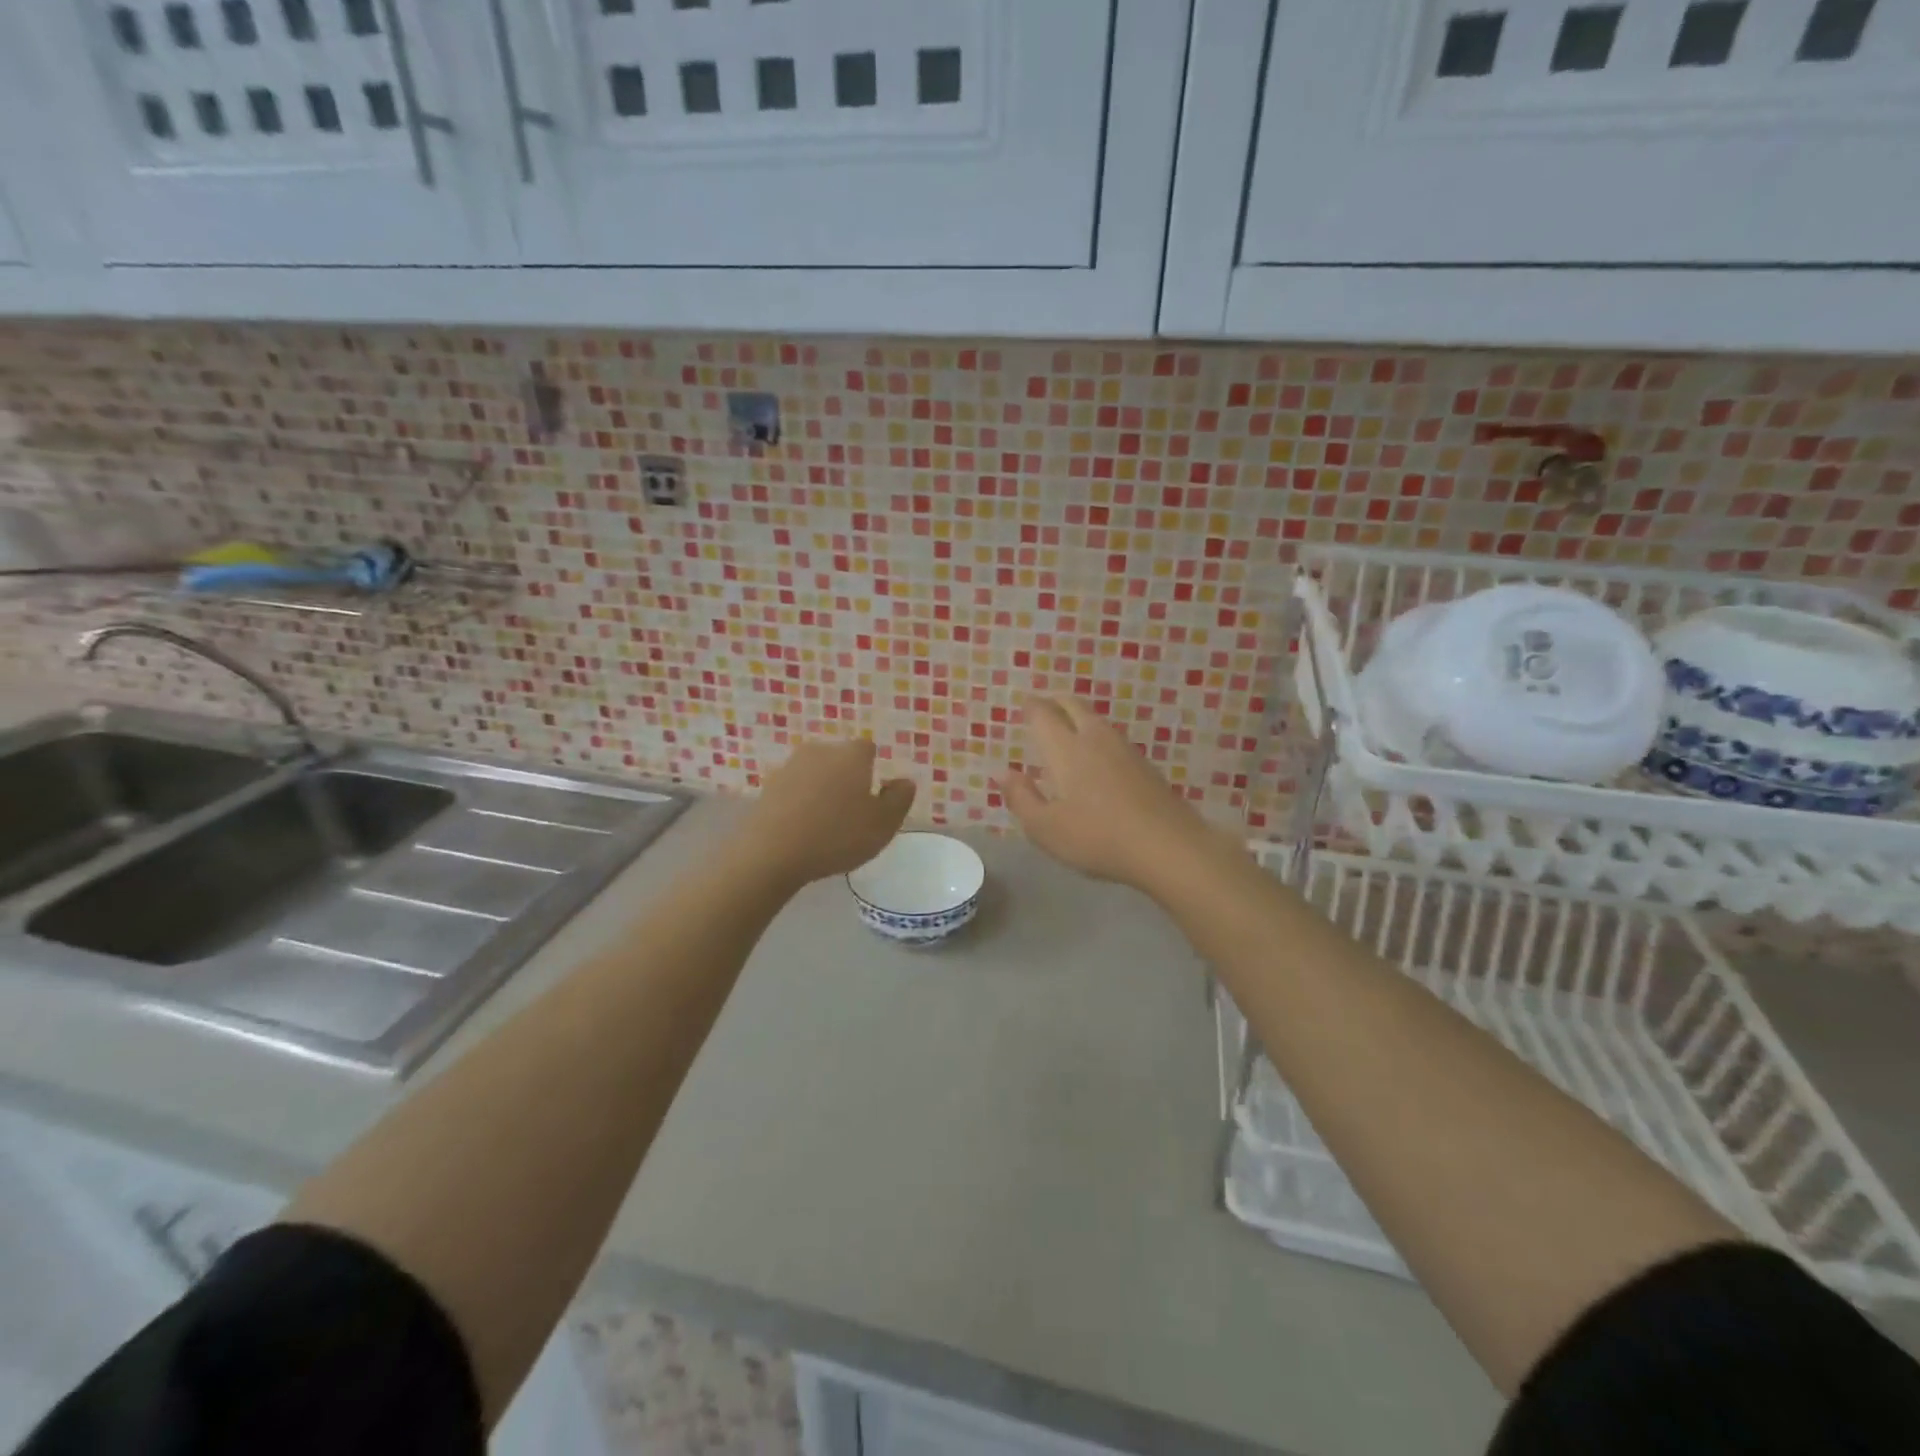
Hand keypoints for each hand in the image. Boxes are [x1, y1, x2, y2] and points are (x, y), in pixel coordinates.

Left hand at [741, 739, 915, 889]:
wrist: (771, 852)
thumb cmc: (837, 835)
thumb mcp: (883, 824)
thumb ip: (899, 799)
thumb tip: (904, 781)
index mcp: (851, 754)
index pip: (867, 749)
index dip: (873, 769)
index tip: (874, 795)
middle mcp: (820, 750)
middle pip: (839, 758)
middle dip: (847, 778)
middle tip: (852, 811)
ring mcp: (789, 766)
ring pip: (815, 773)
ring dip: (822, 790)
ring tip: (826, 823)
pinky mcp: (767, 787)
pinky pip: (794, 790)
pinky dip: (800, 802)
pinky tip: (802, 828)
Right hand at [997, 695, 1212, 891]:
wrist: (1168, 847)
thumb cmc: (1097, 838)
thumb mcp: (1045, 829)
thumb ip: (1021, 798)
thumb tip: (1003, 772)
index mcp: (1066, 749)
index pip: (1043, 714)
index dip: (1031, 707)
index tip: (1023, 705)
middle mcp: (1095, 739)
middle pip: (1073, 705)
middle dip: (1055, 701)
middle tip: (1043, 707)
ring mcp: (1125, 750)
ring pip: (1096, 719)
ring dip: (1078, 716)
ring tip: (1067, 728)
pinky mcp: (1145, 766)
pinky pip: (1113, 738)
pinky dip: (1097, 736)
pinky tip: (1098, 757)